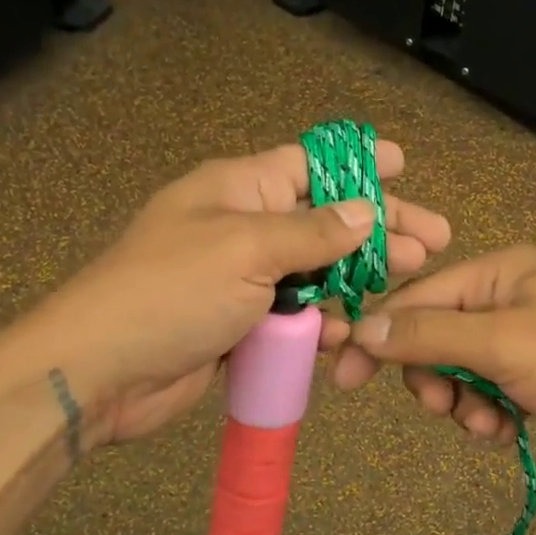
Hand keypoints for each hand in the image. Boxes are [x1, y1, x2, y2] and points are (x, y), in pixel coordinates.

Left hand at [0, 140, 450, 448]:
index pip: (310, 163)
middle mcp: (244, 227)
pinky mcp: (241, 325)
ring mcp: (242, 279)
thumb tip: (366, 213)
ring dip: (356, 279)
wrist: (101, 371)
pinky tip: (346, 332)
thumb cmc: (170, 292)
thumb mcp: (246, 249)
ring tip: (404, 283)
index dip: (359, 163)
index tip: (404, 164)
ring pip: (315, 272)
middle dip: (378, 229)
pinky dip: (320, 322)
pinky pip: (293, 316)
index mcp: (239, 189)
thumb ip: (312, 233)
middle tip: (433, 243)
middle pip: (324, 220)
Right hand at [331, 246, 535, 464]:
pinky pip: (495, 389)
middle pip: (438, 337)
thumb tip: (361, 327)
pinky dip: (493, 412)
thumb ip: (427, 336)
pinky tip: (509, 432)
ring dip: (465, 402)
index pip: (416, 299)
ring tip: (489, 426)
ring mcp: (530, 334)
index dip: (379, 338)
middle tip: (446, 409)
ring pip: (464, 369)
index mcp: (498, 271)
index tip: (345, 381)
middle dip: (436, 379)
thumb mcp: (501, 344)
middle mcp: (510, 295)